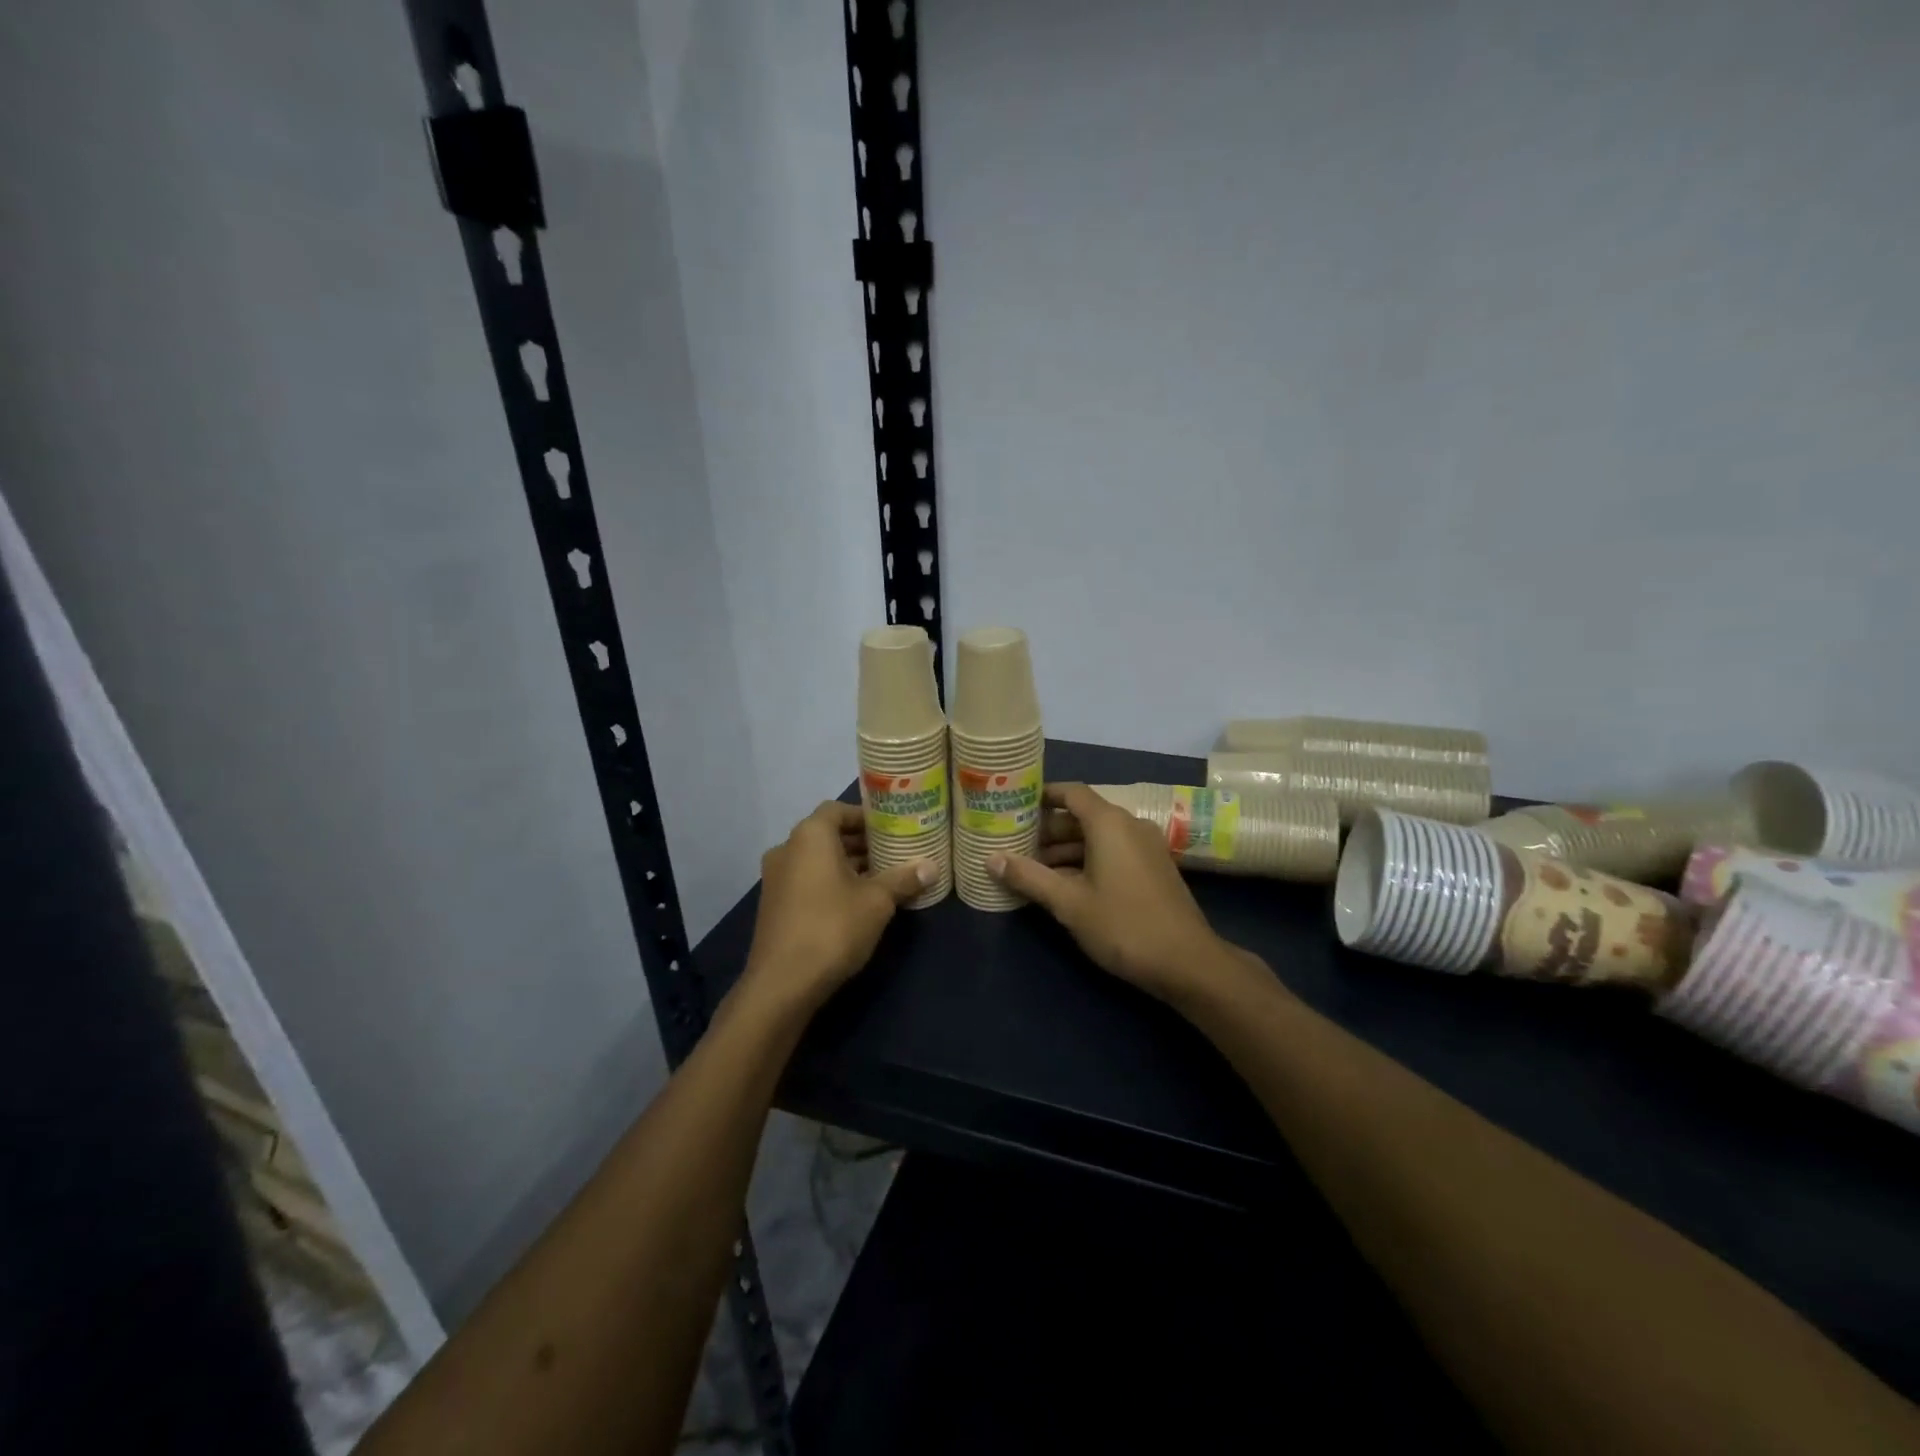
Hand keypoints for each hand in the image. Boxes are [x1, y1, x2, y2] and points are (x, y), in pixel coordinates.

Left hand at [744, 802, 933, 1010]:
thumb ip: (903, 878)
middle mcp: (787, 849)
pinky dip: (830, 883)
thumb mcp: (877, 902)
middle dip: (861, 843)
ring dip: (847, 865)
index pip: (838, 810)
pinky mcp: (774, 906)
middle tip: (894, 853)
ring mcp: (775, 879)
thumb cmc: (833, 928)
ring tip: (882, 879)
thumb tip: (931, 866)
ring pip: (817, 861)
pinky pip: (807, 881)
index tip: (892, 829)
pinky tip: (857, 903)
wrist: (782, 984)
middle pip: (828, 835)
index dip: (865, 817)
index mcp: (810, 836)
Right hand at [988, 783, 1243, 1004]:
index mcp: (1109, 823)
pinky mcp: (1153, 868)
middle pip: (1082, 815)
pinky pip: (1113, 852)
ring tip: (1032, 869)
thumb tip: (991, 859)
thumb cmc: (1123, 925)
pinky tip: (1064, 885)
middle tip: (1014, 845)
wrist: (1187, 962)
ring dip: (1065, 849)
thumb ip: (1028, 877)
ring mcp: (1145, 847)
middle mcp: (1129, 825)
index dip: (1041, 796)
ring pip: (1097, 837)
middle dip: (1048, 830)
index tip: (1013, 806)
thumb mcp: (1069, 903)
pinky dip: (1087, 860)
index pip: (1070, 792)